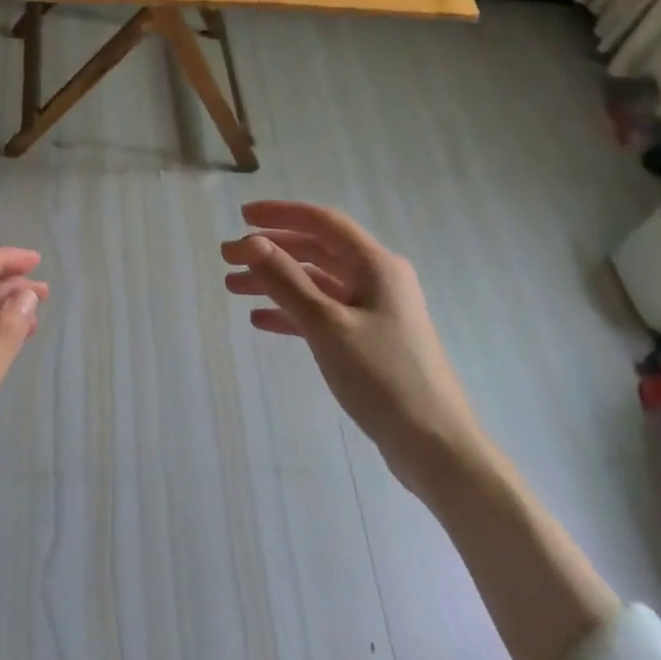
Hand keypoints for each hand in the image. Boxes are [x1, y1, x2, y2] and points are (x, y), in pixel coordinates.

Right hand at [221, 201, 483, 473]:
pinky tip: (260, 320)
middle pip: (316, 251)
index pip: (323, 222)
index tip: (241, 215)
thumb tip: (251, 241)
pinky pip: (323, 314)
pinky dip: (291, 313)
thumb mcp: (327, 325)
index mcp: (375, 265)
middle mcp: (377, 279)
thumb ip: (286, 281)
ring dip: (276, 282)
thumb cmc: (383, 376)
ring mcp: (374, 311)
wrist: (434, 445)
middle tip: (227, 257)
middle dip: (270, 251)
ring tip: (233, 287)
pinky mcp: (369, 341)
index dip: (281, 214)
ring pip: (316, 284)